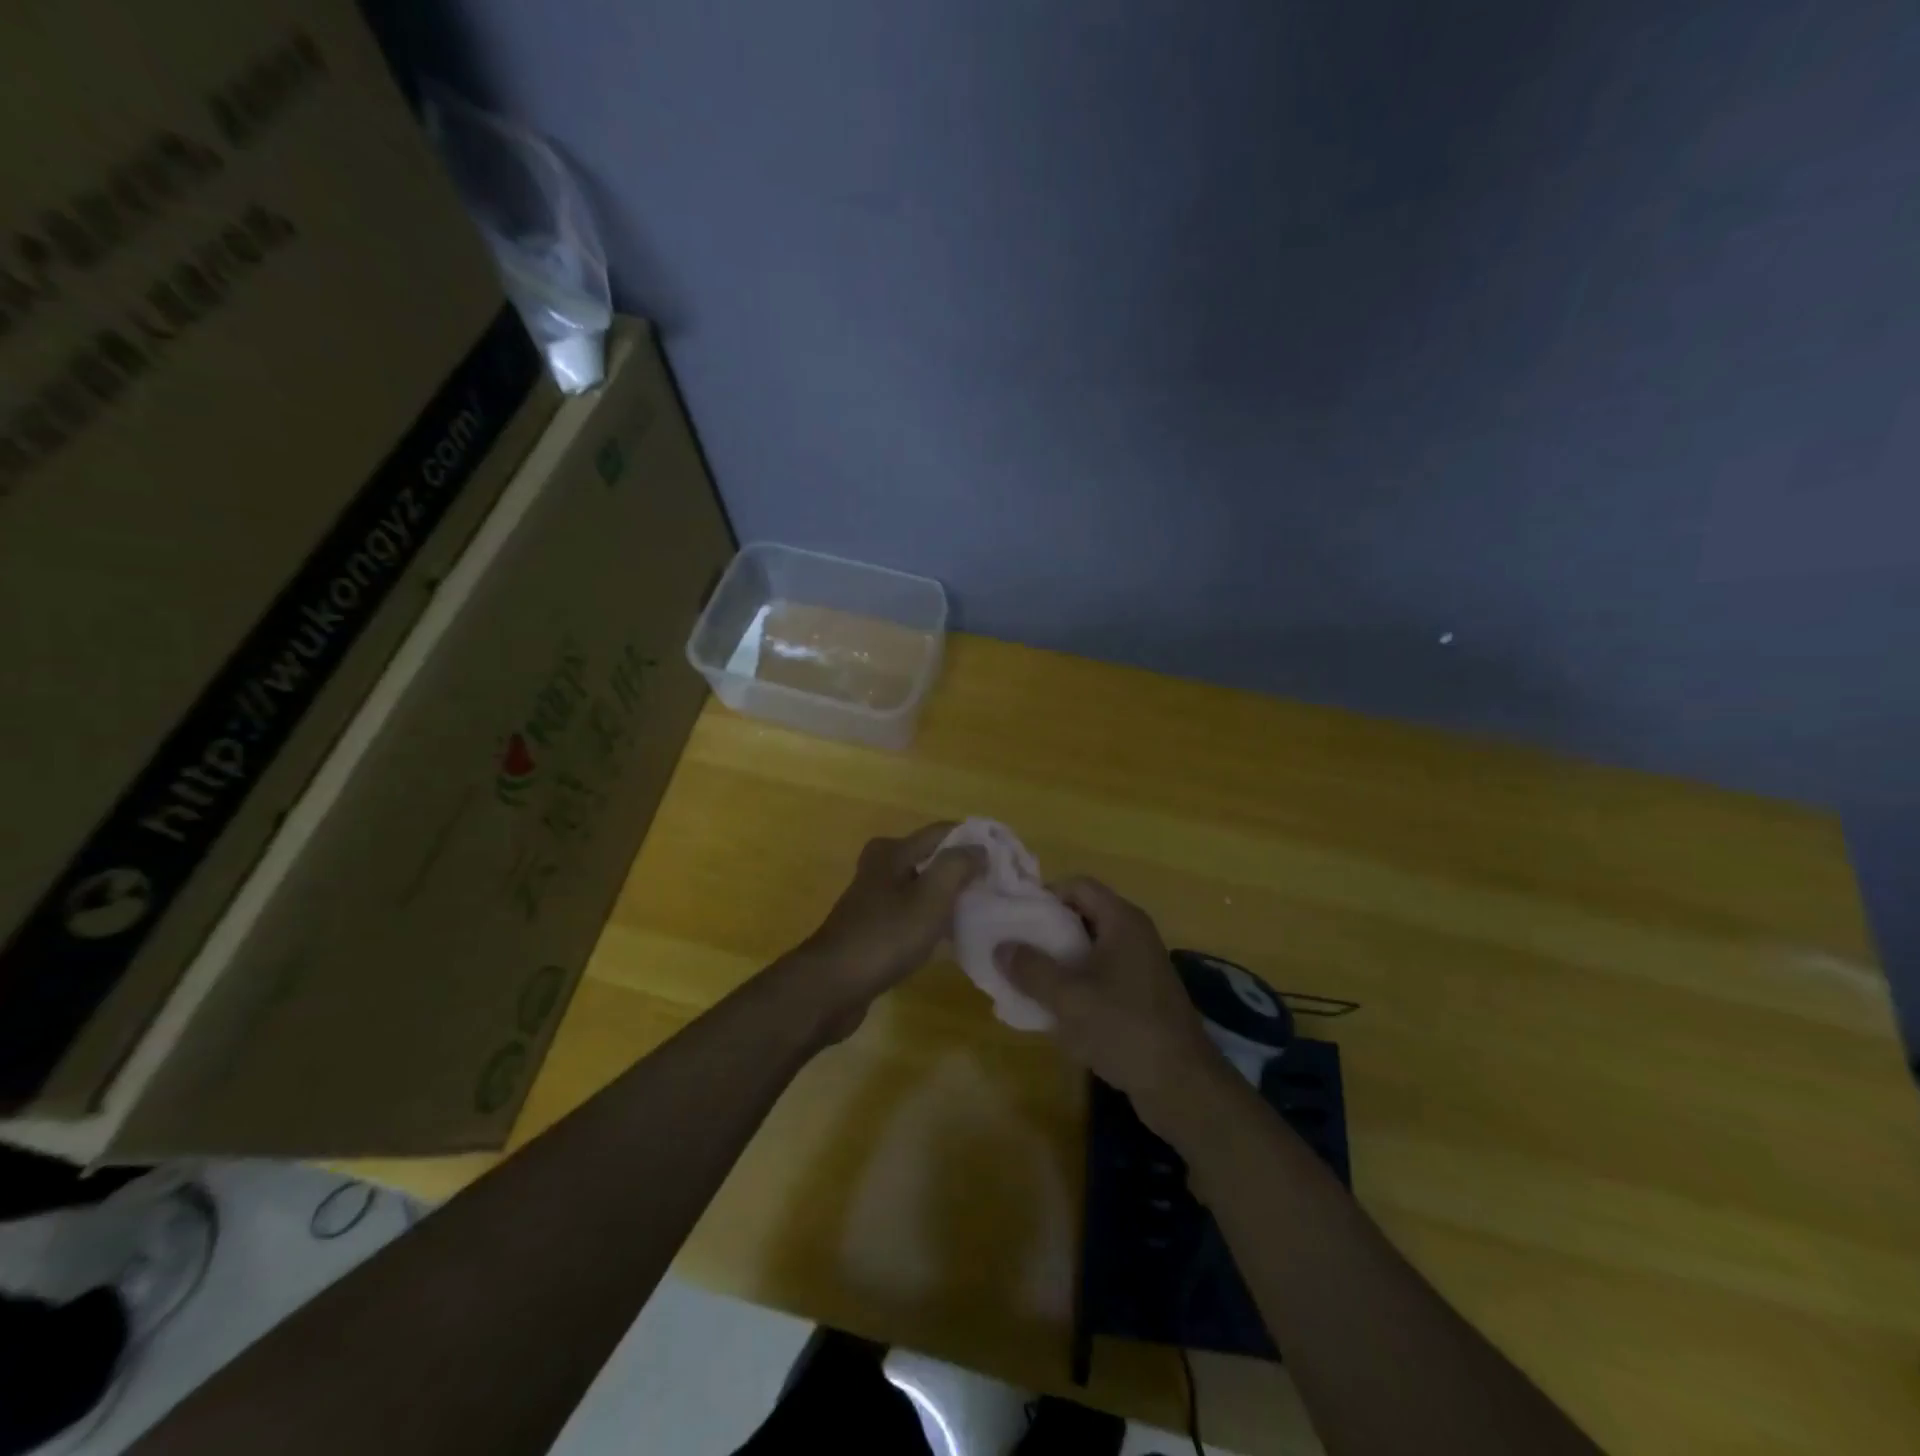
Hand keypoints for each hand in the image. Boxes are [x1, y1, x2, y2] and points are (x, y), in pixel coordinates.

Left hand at [789, 822, 984, 1041]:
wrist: (831, 987)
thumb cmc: (884, 937)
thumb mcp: (929, 898)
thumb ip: (957, 866)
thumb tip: (980, 847)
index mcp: (893, 850)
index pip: (944, 832)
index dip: (976, 841)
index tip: (1008, 859)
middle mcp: (882, 866)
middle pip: (933, 858)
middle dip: (965, 869)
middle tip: (999, 887)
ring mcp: (875, 897)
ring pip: (924, 886)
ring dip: (950, 896)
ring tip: (984, 910)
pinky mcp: (874, 925)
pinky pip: (913, 912)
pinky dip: (934, 918)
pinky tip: (953, 935)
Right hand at [1000, 878, 1230, 1136]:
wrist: (1182, 1085)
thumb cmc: (1124, 1028)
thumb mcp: (1069, 998)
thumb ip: (1031, 969)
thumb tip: (1000, 946)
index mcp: (1122, 921)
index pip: (1078, 886)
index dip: (1045, 895)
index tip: (1016, 918)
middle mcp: (1134, 935)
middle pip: (1083, 915)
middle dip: (1047, 931)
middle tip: (1016, 950)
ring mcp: (1141, 966)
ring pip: (1090, 949)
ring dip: (1060, 961)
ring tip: (1027, 980)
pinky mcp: (1142, 996)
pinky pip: (1101, 976)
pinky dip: (1078, 984)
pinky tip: (1055, 1009)